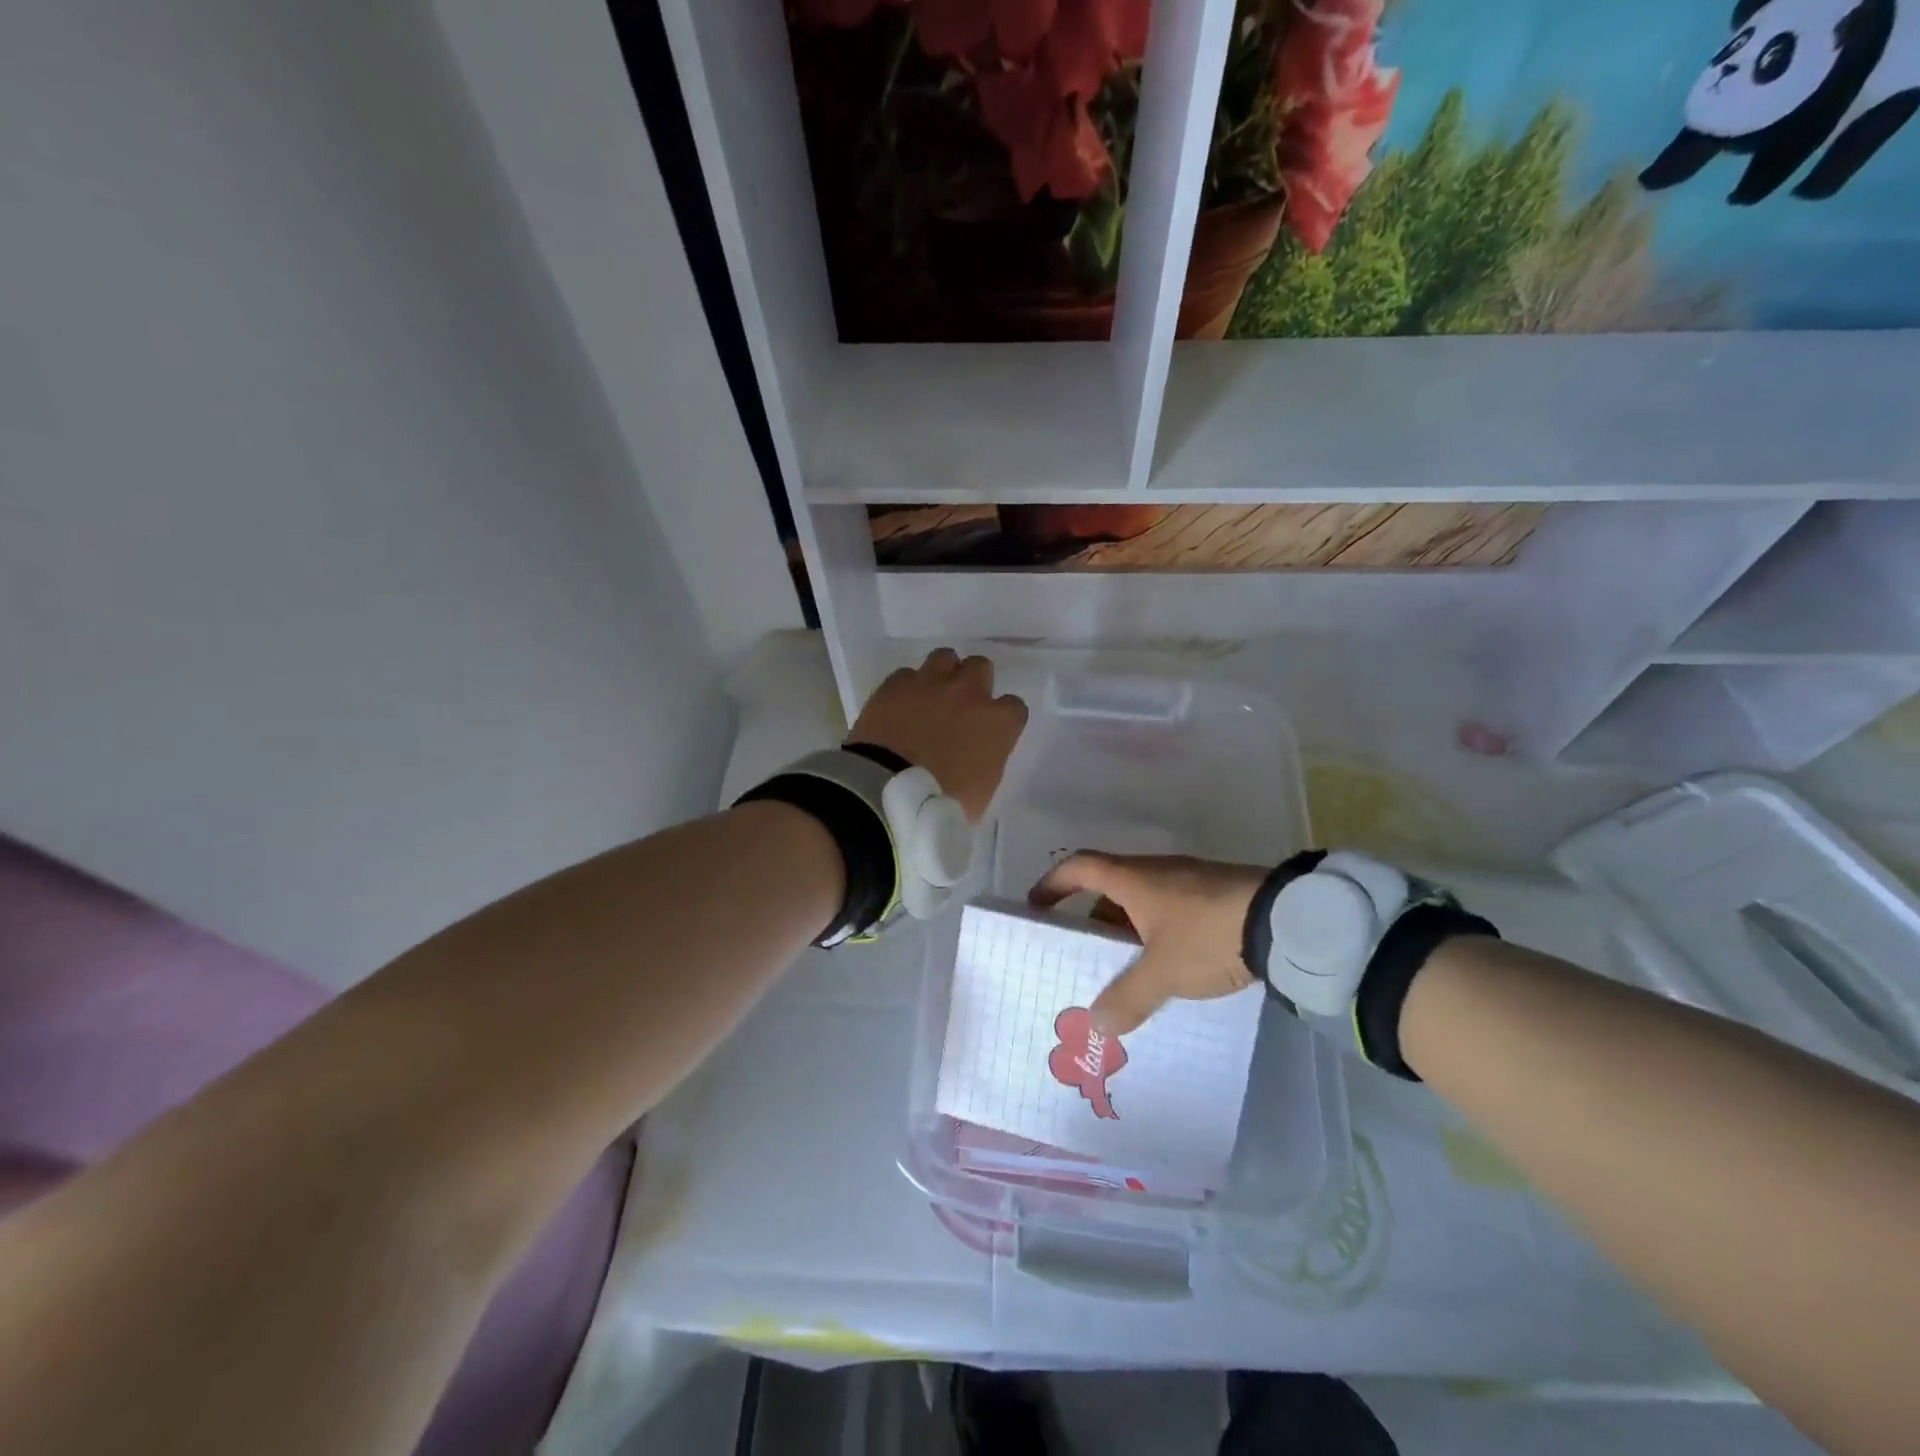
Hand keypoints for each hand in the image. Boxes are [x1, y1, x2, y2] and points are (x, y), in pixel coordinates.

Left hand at [848, 650, 1027, 821]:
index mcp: (997, 723)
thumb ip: (987, 762)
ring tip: (930, 697)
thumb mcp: (982, 791)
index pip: (1015, 707)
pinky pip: (907, 674)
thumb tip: (978, 756)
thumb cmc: (941, 803)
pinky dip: (906, 687)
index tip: (991, 734)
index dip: (1002, 719)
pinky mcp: (895, 684)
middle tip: (960, 707)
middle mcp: (968, 693)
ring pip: (945, 658)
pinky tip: (899, 706)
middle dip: (974, 683)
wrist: (886, 792)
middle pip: (981, 667)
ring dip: (942, 674)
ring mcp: (930, 684)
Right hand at [1030, 854, 1267, 1035]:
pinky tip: (1167, 969)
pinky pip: (1169, 914)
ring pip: (1142, 904)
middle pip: (1109, 889)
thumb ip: (1126, 999)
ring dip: (1126, 932)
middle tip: (1083, 956)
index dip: (1053, 884)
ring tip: (1124, 972)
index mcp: (1133, 879)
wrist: (1285, 921)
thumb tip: (1093, 1025)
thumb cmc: (1208, 935)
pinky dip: (1156, 937)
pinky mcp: (1215, 899)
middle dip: (1092, 921)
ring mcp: (1188, 883)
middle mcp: (1155, 873)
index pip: (1079, 867)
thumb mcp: (1162, 972)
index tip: (1036, 906)